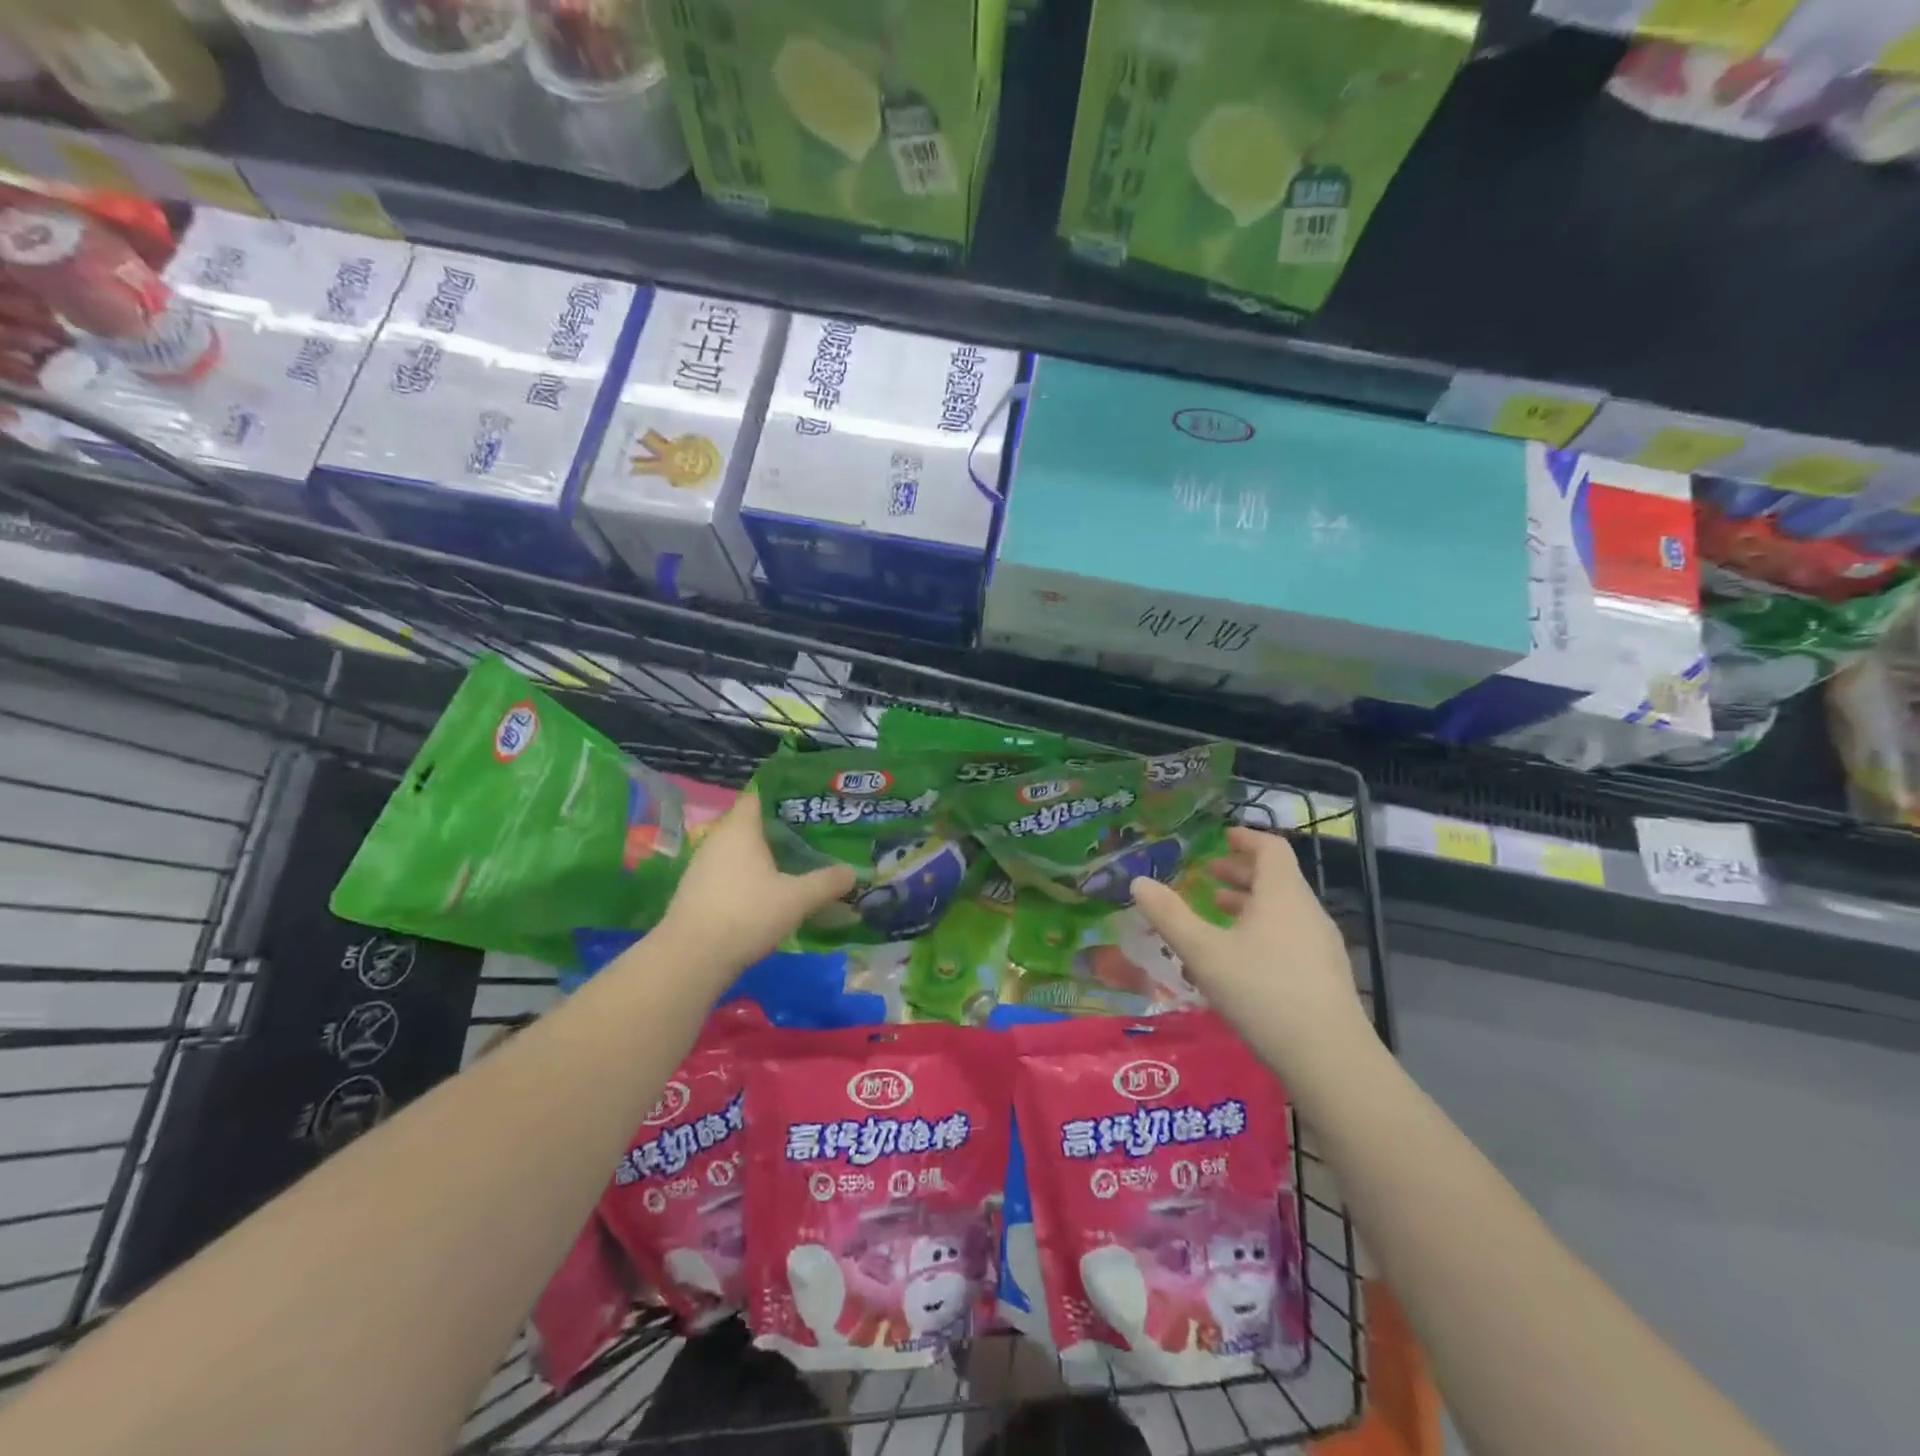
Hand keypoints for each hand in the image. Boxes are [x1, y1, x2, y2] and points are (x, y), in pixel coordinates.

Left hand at [656, 790, 856, 981]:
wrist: (691, 958)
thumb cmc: (747, 914)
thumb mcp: (797, 898)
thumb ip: (827, 882)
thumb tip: (852, 872)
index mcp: (740, 828)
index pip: (759, 795)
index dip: (783, 796)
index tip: (809, 804)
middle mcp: (717, 839)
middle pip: (751, 824)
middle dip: (779, 829)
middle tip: (811, 836)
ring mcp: (702, 866)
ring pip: (738, 850)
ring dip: (762, 856)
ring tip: (794, 864)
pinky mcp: (696, 891)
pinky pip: (728, 872)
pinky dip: (747, 876)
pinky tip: (767, 893)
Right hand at [1131, 827, 1370, 1067]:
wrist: (1329, 1059)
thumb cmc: (1262, 992)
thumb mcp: (1204, 953)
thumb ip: (1170, 916)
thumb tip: (1138, 883)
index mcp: (1283, 895)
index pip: (1271, 849)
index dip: (1246, 838)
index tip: (1222, 838)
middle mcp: (1307, 912)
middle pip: (1277, 879)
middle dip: (1241, 874)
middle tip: (1208, 877)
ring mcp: (1321, 946)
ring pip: (1282, 911)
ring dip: (1249, 905)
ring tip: (1217, 914)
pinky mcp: (1324, 977)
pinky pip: (1289, 938)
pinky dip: (1261, 933)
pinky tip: (1237, 962)